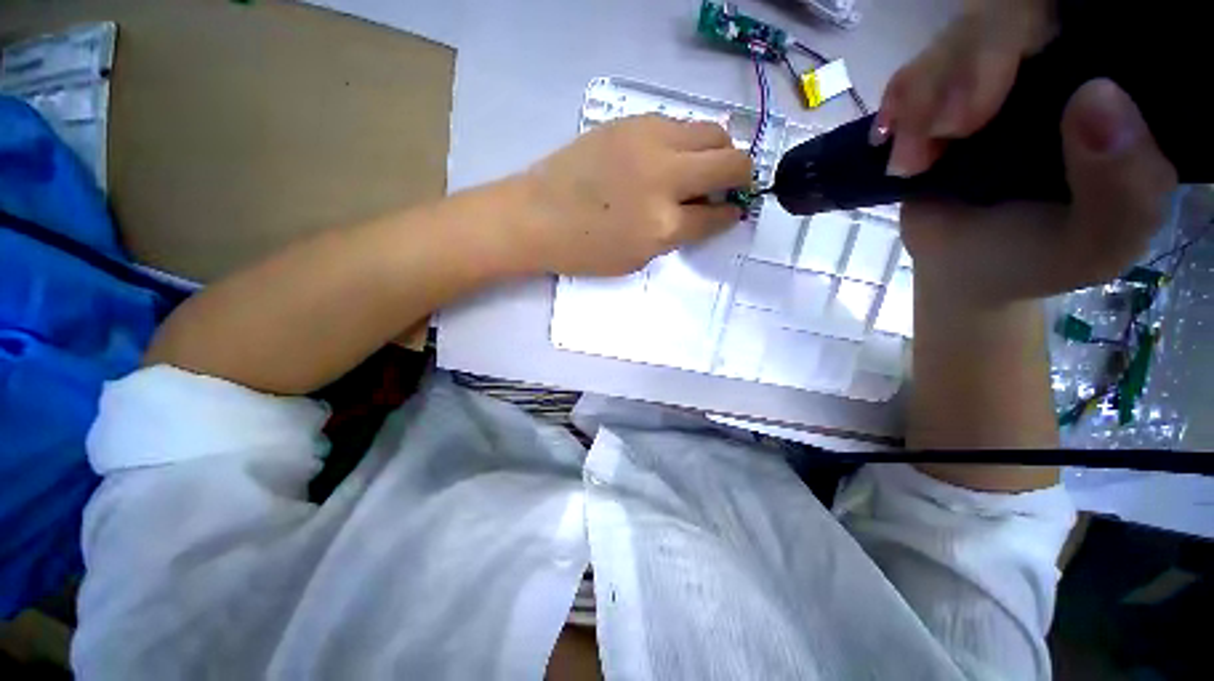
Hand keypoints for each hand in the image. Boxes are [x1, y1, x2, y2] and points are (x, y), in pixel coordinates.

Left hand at [509, 114, 752, 275]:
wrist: (536, 216)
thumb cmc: (584, 250)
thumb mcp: (637, 258)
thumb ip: (675, 235)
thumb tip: (702, 212)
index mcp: (664, 224)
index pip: (718, 214)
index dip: (730, 214)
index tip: (731, 211)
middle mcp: (665, 177)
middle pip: (730, 161)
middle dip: (740, 175)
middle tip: (727, 186)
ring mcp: (649, 141)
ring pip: (712, 131)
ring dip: (717, 152)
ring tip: (700, 169)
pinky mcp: (631, 121)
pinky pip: (679, 124)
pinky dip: (687, 141)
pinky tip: (670, 157)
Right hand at [877, 2, 1176, 303]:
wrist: (965, 270)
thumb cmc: (1042, 259)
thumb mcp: (1101, 240)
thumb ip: (1126, 184)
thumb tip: (1098, 96)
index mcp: (1117, 93)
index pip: (1085, 19)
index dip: (1034, 38)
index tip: (987, 106)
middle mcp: (1063, 67)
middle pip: (1012, 14)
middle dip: (968, 69)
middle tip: (946, 133)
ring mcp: (998, 76)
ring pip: (957, 38)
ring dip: (923, 97)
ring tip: (912, 162)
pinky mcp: (946, 96)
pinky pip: (918, 69)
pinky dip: (899, 101)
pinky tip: (890, 139)